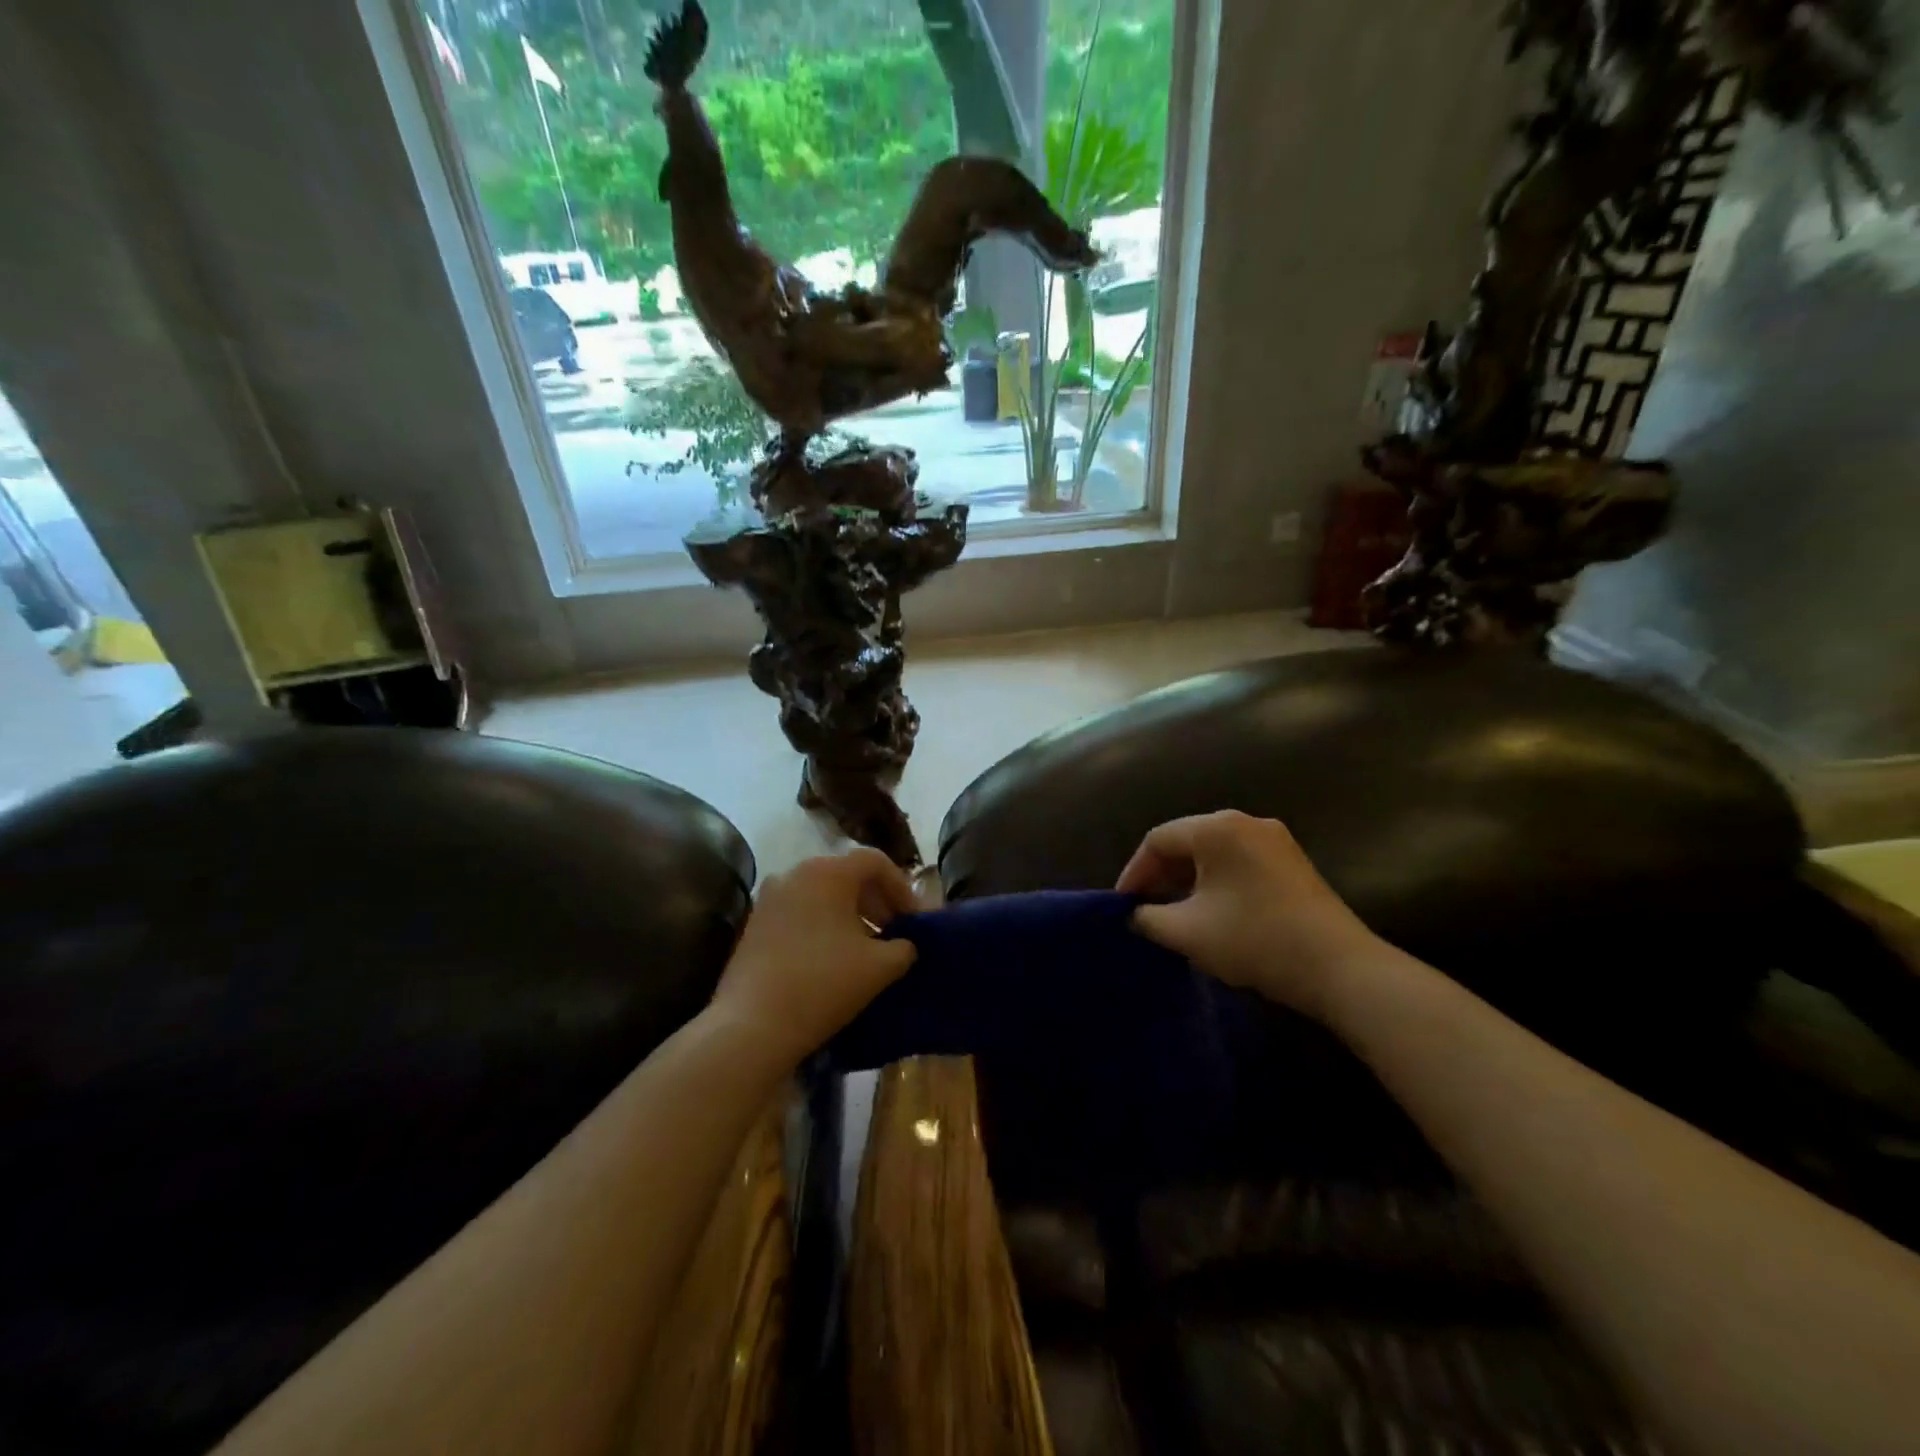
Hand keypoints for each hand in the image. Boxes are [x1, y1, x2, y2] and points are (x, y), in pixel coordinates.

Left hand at [710, 849, 919, 1067]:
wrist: (752, 1025)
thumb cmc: (824, 984)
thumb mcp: (880, 967)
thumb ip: (903, 947)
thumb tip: (905, 944)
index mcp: (828, 871)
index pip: (875, 861)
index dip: (901, 887)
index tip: (913, 919)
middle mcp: (796, 872)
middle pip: (847, 874)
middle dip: (876, 901)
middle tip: (894, 933)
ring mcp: (770, 896)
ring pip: (822, 893)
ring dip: (850, 914)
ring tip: (866, 948)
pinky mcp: (755, 922)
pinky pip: (800, 910)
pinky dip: (823, 924)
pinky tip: (832, 957)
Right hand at [1116, 811, 1381, 1018]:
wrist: (1341, 969)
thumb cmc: (1254, 940)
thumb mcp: (1188, 932)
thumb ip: (1148, 918)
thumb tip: (1135, 914)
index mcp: (1217, 829)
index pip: (1158, 839)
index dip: (1134, 872)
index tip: (1123, 906)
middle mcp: (1246, 822)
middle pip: (1187, 841)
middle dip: (1161, 875)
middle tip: (1145, 909)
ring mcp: (1274, 840)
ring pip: (1214, 853)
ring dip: (1188, 880)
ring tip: (1174, 913)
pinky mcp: (1292, 862)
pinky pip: (1239, 862)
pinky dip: (1216, 882)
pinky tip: (1212, 912)